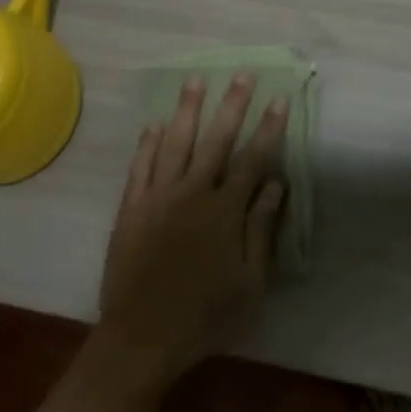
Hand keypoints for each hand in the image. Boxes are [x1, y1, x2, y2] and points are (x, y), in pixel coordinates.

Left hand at [96, 76, 288, 390]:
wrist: (142, 338)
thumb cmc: (205, 317)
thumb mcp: (249, 284)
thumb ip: (260, 229)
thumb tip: (275, 183)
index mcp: (224, 211)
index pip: (253, 158)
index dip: (268, 128)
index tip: (279, 99)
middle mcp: (192, 193)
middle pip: (216, 139)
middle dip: (231, 104)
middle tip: (242, 73)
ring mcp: (158, 197)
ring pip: (175, 142)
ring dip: (187, 109)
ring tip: (195, 79)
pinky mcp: (132, 207)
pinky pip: (140, 165)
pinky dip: (148, 142)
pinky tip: (154, 123)